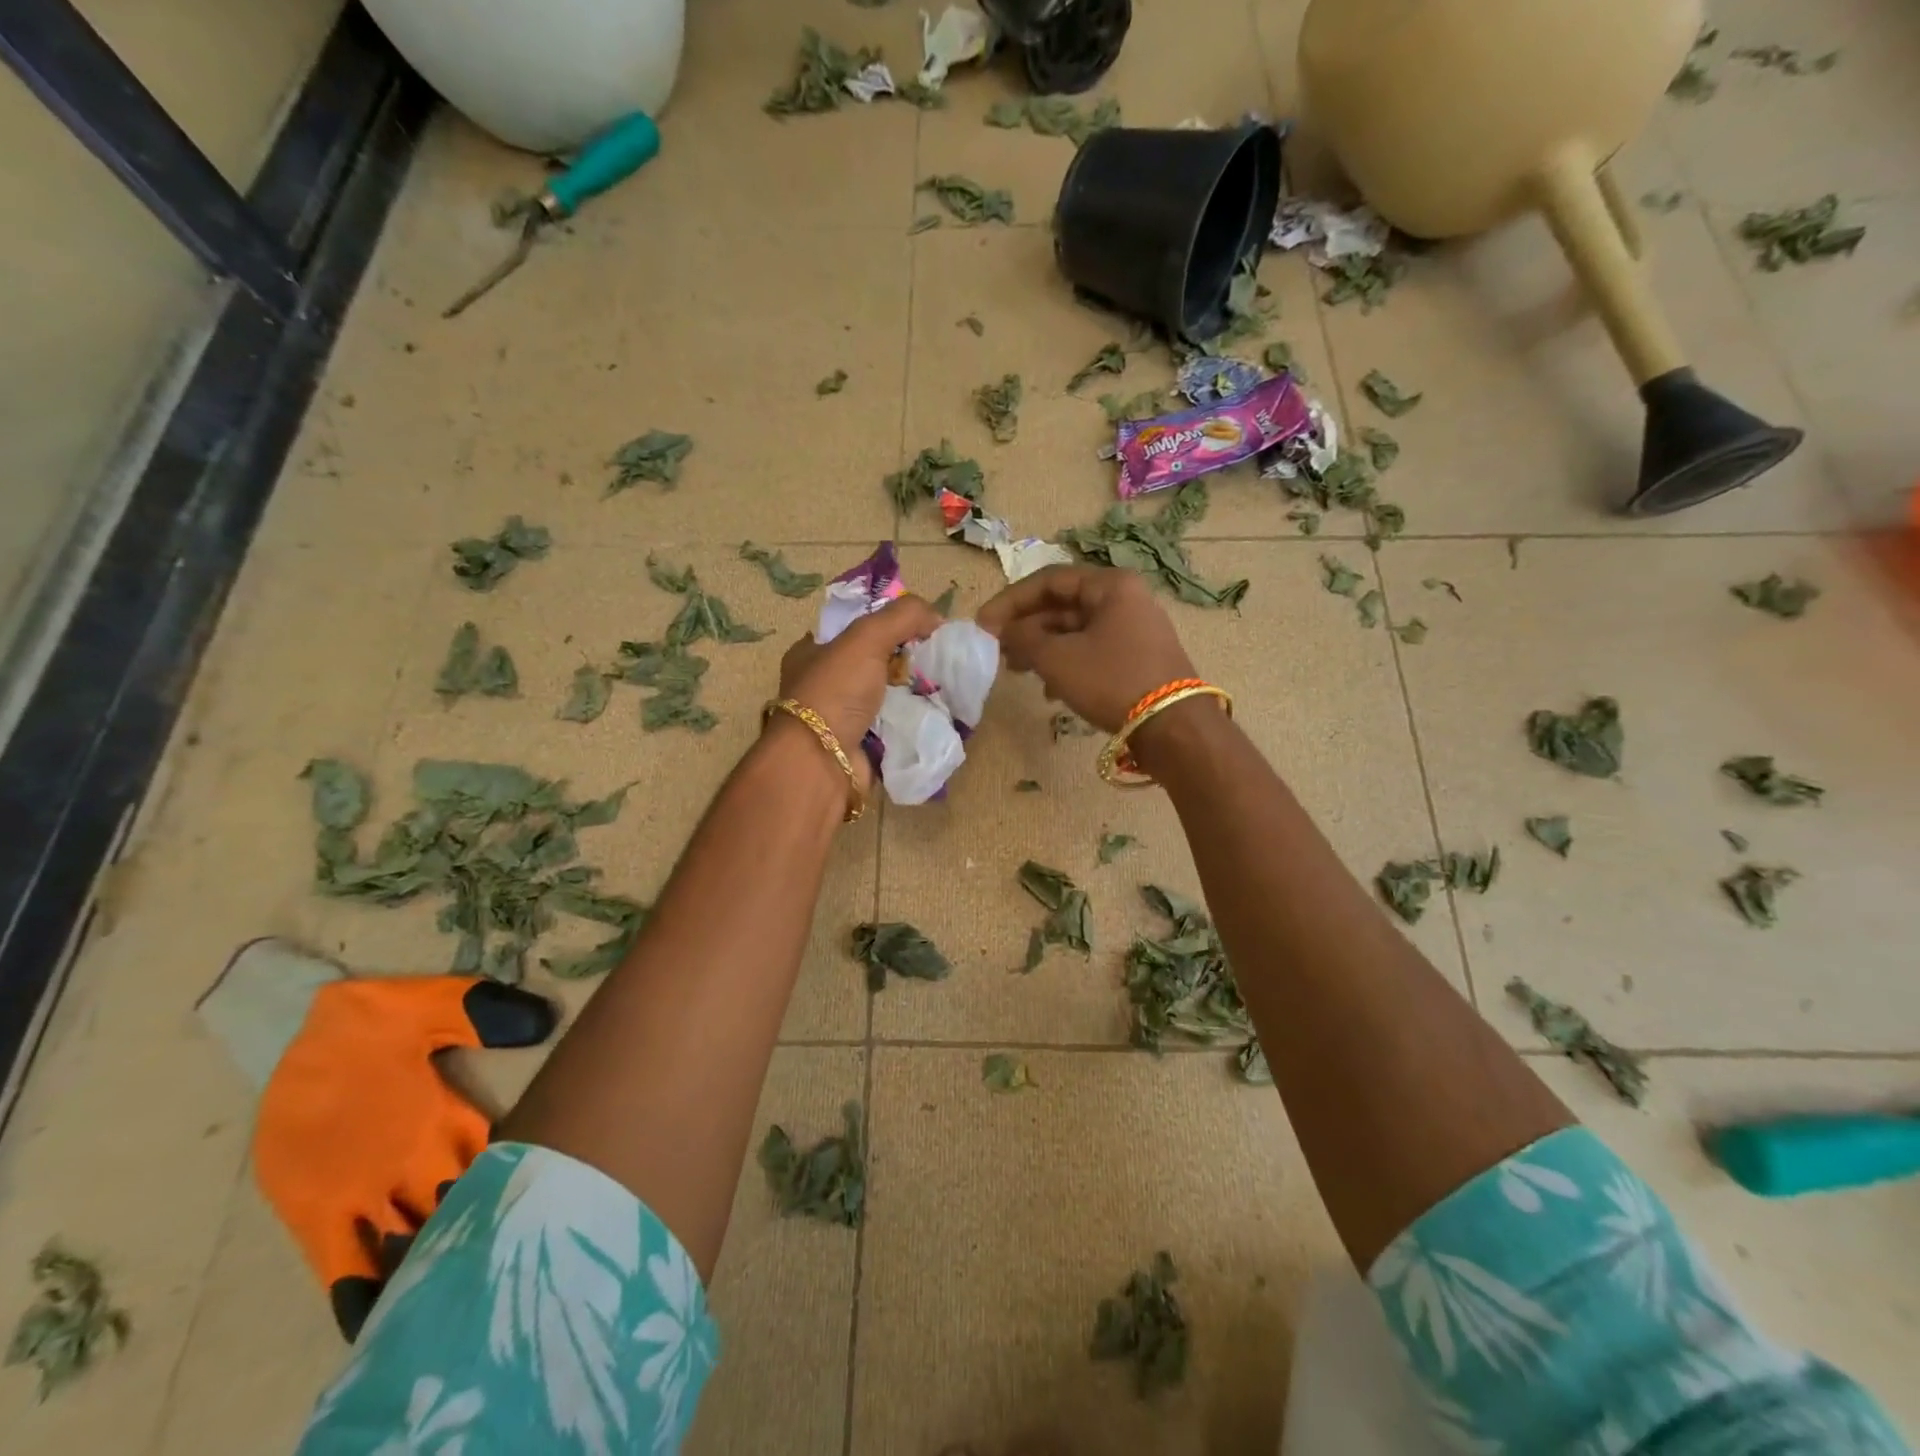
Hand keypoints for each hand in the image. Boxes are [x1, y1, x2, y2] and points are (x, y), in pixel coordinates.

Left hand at [774, 595, 942, 788]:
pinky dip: (916, 722)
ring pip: (890, 697)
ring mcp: (844, 718)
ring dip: (916, 693)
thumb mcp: (866, 637)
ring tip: (949, 685)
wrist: (823, 762)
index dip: (888, 623)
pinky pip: (897, 727)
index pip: (855, 628)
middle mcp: (826, 684)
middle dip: (908, 660)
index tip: (922, 626)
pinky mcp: (863, 746)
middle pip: (877, 662)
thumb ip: (902, 616)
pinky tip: (941, 713)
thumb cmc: (835, 692)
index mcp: (813, 653)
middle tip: (939, 658)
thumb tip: (936, 616)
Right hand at [977, 566, 1195, 732]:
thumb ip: (1023, 639)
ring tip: (1019, 672)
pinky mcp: (1138, 658)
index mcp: (1110, 585)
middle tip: (998, 651)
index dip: (1010, 601)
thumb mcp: (1058, 658)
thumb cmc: (1112, 681)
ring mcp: (1134, 629)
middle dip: (1026, 628)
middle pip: (1062, 605)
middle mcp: (1125, 599)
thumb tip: (1003, 631)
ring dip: (1043, 649)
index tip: (983, 625)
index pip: (1048, 580)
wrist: (1173, 727)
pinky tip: (1051, 691)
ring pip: (1076, 631)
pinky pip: (1092, 651)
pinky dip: (1067, 664)